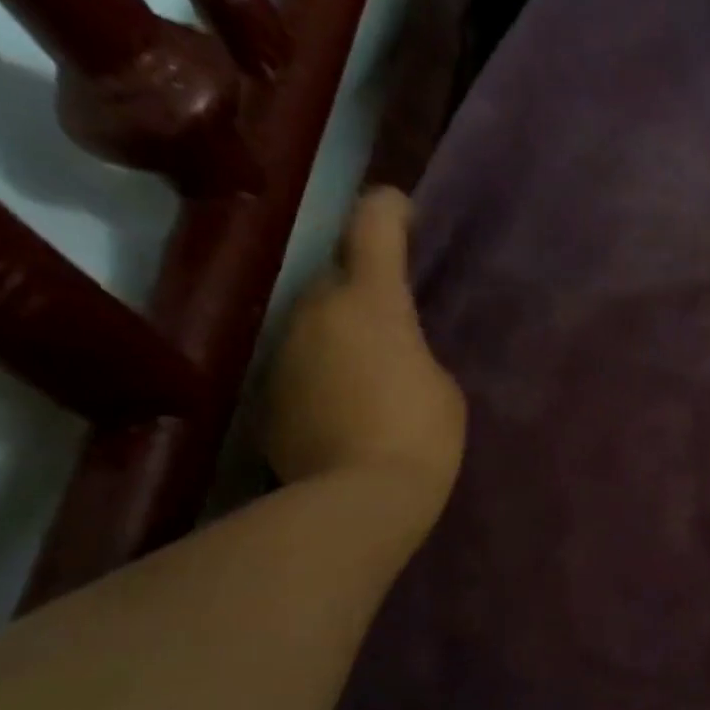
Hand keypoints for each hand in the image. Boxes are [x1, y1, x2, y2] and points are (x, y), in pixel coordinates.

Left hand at [263, 188, 465, 507]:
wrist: (357, 501)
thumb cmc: (420, 436)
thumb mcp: (443, 387)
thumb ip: (416, 350)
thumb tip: (388, 348)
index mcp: (372, 300)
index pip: (373, 224)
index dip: (389, 208)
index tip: (403, 210)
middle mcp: (316, 309)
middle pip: (338, 275)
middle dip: (365, 286)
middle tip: (396, 319)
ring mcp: (283, 350)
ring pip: (315, 320)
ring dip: (341, 332)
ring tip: (370, 370)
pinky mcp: (266, 392)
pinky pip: (301, 364)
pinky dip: (322, 373)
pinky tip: (344, 409)